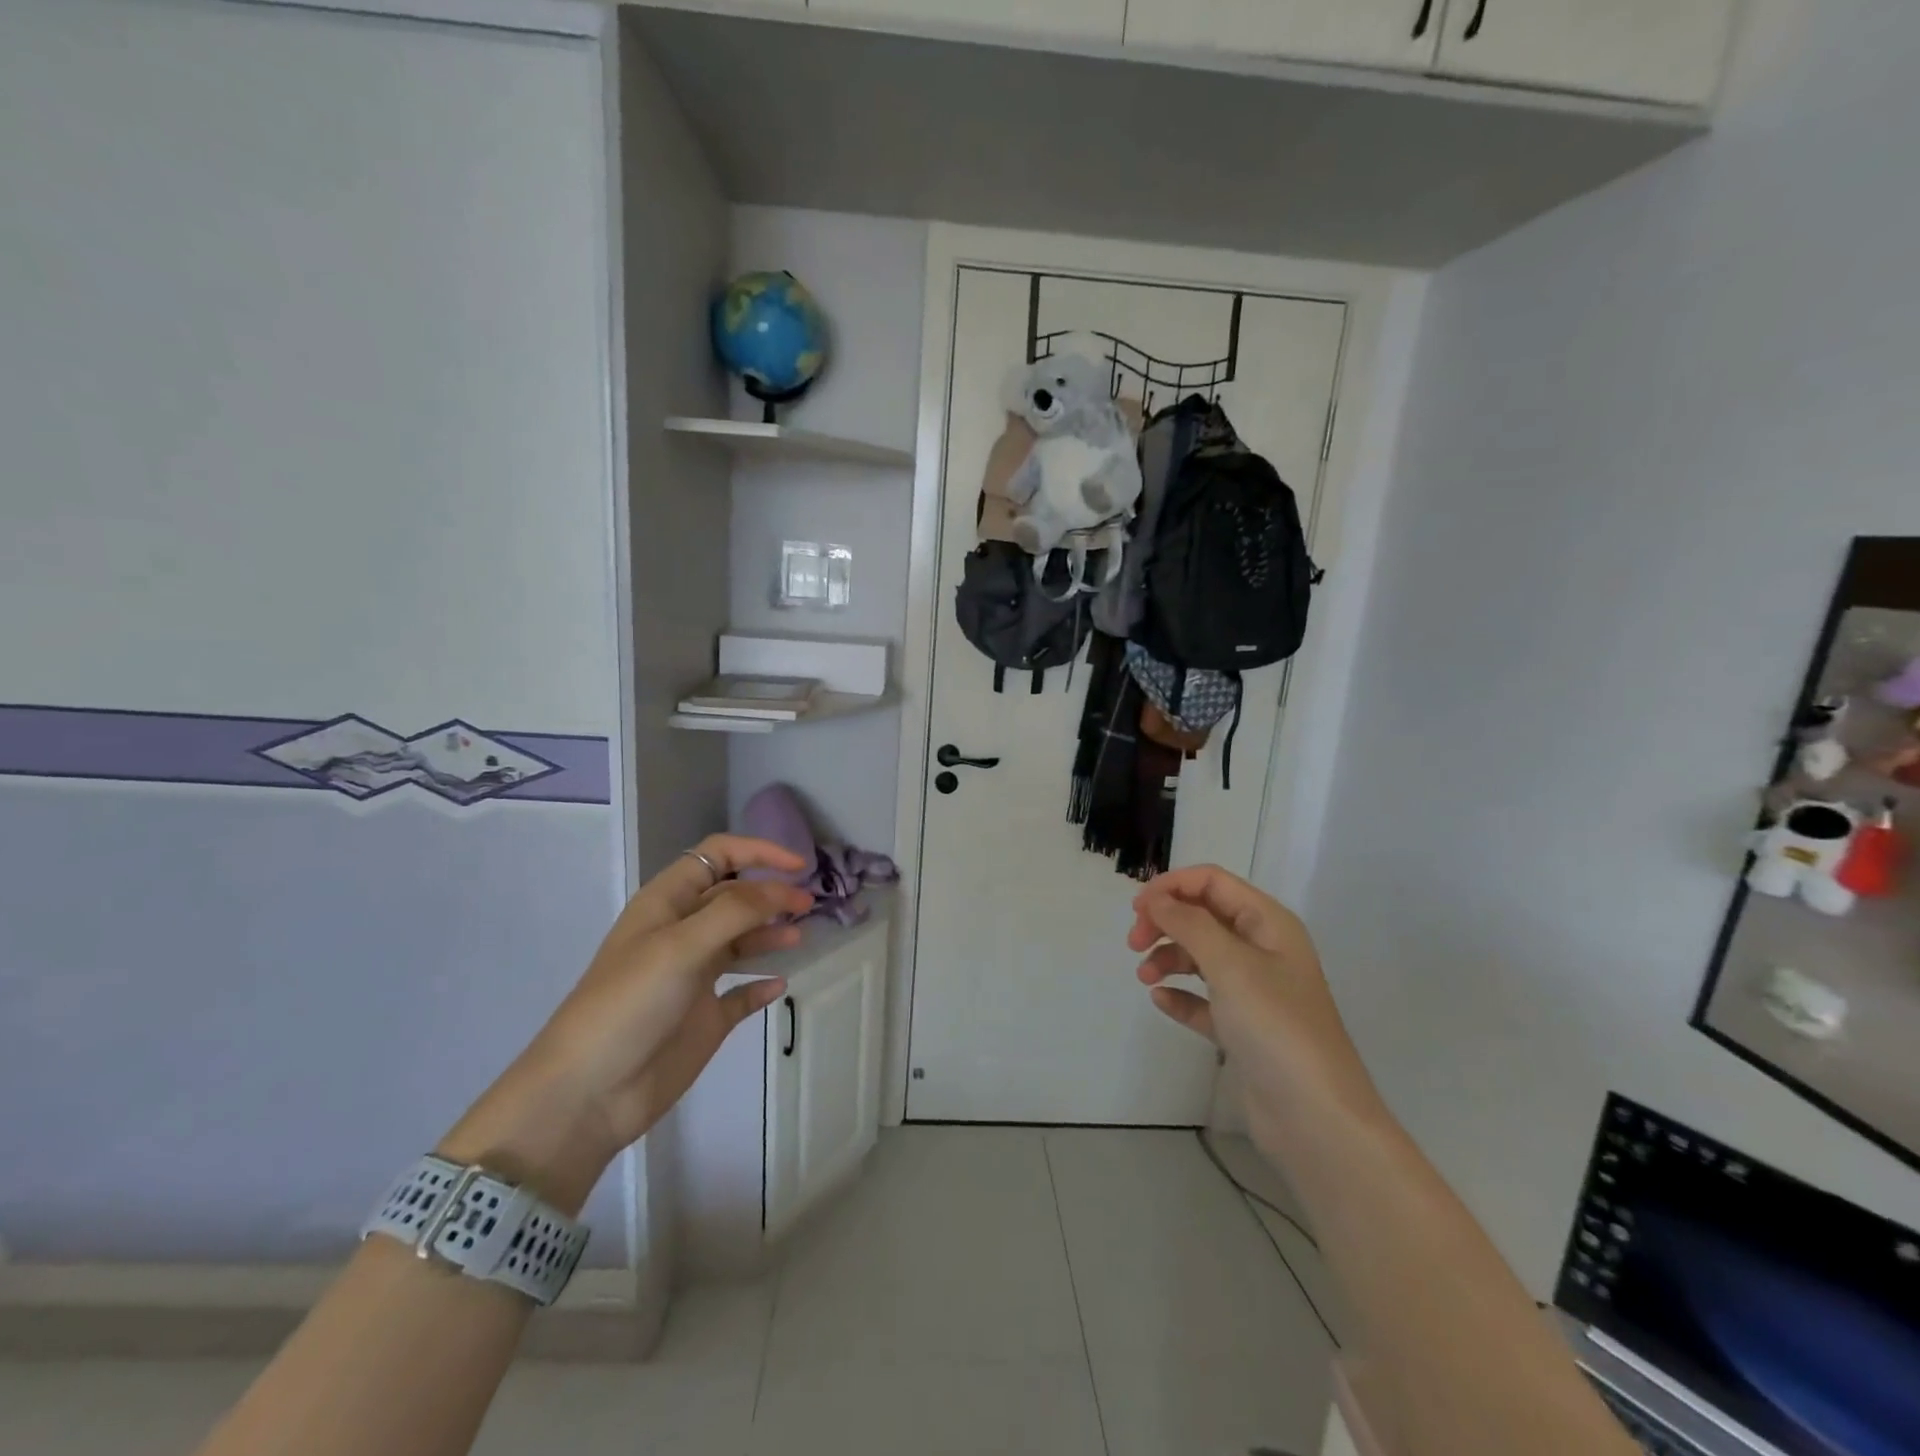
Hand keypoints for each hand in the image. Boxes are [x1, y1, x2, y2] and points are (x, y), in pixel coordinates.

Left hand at [439, 835, 812, 1213]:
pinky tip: (779, 985)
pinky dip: (762, 984)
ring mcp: (694, 976)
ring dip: (771, 934)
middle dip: (772, 894)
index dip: (759, 852)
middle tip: (808, 907)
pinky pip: (742, 992)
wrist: (589, 1093)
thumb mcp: (682, 945)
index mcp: (667, 903)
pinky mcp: (705, 1017)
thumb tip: (785, 890)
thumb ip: (737, 910)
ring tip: (799, 939)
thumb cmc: (630, 1004)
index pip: (718, 857)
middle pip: (735, 896)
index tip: (799, 866)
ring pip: (742, 941)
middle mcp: (683, 933)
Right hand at [1128, 865, 1382, 1153]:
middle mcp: (1263, 950)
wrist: (1315, 1118)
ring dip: (1168, 958)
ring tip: (1145, 977)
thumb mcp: (1230, 964)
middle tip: (1133, 944)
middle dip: (1166, 922)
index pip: (1212, 882)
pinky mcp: (1243, 1028)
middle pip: (1203, 916)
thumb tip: (1154, 898)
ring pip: (1200, 957)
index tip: (1136, 908)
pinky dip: (1180, 995)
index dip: (1172, 886)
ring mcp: (1254, 991)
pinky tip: (1161, 1001)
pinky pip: (1203, 999)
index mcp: (1268, 923)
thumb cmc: (1275, 1026)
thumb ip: (1188, 923)